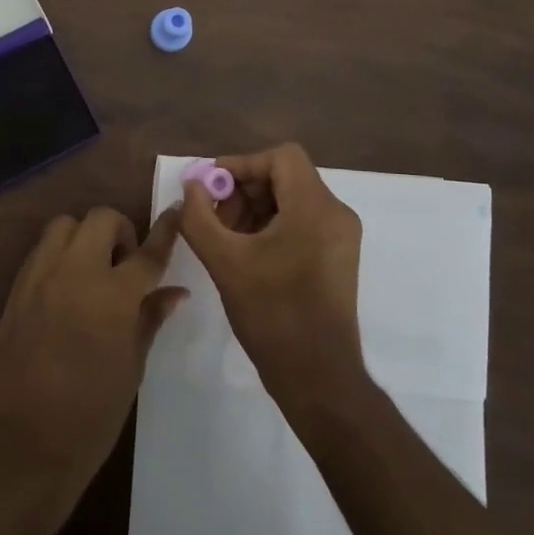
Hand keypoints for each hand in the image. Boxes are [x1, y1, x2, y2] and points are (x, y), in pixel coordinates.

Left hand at [0, 207, 186, 533]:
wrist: (21, 447)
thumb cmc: (90, 417)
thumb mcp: (131, 369)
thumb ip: (149, 320)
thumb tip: (174, 293)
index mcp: (112, 296)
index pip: (147, 252)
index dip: (165, 230)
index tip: (176, 210)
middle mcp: (75, 273)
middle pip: (101, 219)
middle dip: (121, 231)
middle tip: (125, 264)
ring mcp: (40, 277)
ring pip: (65, 225)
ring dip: (85, 236)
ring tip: (92, 271)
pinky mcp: (16, 290)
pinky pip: (41, 250)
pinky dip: (59, 254)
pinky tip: (66, 288)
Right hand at [171, 143, 365, 411]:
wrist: (318, 377)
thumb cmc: (272, 314)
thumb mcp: (225, 261)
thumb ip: (199, 217)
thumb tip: (191, 186)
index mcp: (315, 207)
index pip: (281, 157)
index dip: (242, 164)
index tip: (212, 188)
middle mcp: (336, 213)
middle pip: (286, 176)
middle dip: (245, 190)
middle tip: (213, 216)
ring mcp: (341, 237)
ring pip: (293, 200)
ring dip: (255, 209)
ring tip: (225, 237)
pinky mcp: (338, 258)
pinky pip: (303, 222)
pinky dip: (272, 226)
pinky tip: (246, 253)